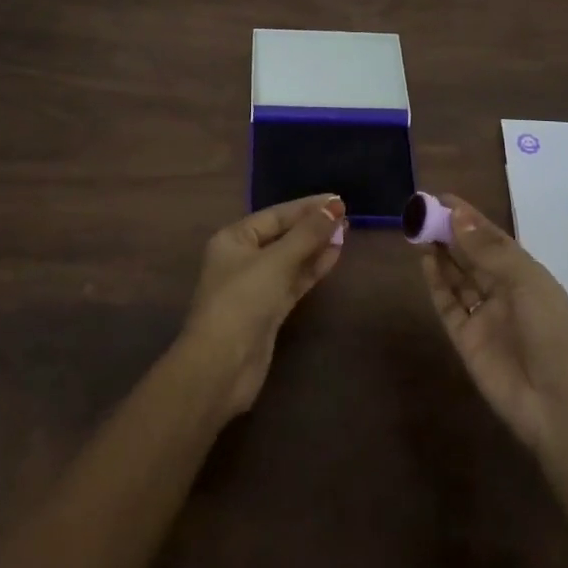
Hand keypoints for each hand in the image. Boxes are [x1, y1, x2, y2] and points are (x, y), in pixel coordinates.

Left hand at [182, 195, 346, 416]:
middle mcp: (242, 258)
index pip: (275, 215)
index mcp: (234, 239)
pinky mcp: (268, 311)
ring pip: (291, 259)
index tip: (337, 201)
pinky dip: (312, 269)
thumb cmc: (242, 301)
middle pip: (283, 235)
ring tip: (345, 233)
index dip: (307, 207)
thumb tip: (334, 208)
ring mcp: (255, 286)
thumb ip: (306, 234)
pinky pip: (293, 281)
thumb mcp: (275, 262)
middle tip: (346, 217)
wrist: (221, 367)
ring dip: (316, 247)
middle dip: (313, 226)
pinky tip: (333, 257)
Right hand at [419, 194, 567, 453]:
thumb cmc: (553, 335)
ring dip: (441, 254)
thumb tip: (457, 217)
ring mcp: (484, 317)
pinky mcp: (466, 340)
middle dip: (450, 233)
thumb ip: (489, 251)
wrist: (560, 406)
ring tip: (419, 230)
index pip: (493, 239)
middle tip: (423, 211)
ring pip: (458, 278)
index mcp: (527, 276)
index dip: (470, 219)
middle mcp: (504, 293)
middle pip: (472, 256)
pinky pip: (448, 305)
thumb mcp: (527, 283)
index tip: (443, 198)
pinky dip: (436, 283)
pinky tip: (424, 261)